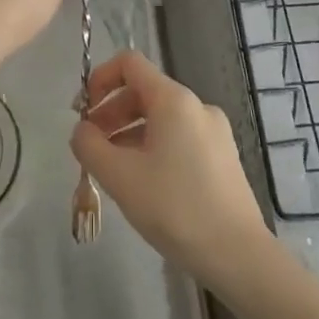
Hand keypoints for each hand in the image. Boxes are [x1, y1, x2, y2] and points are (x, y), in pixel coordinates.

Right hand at [72, 51, 273, 286]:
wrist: (237, 255)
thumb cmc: (174, 208)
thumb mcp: (119, 176)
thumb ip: (89, 146)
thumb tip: (81, 131)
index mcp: (174, 100)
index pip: (129, 63)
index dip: (99, 78)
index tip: (82, 111)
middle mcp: (197, 106)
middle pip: (144, 91)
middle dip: (111, 113)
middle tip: (91, 147)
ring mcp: (214, 132)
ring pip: (160, 118)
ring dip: (129, 134)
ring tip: (112, 169)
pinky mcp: (222, 157)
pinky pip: (178, 138)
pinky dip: (152, 147)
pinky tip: (143, 183)